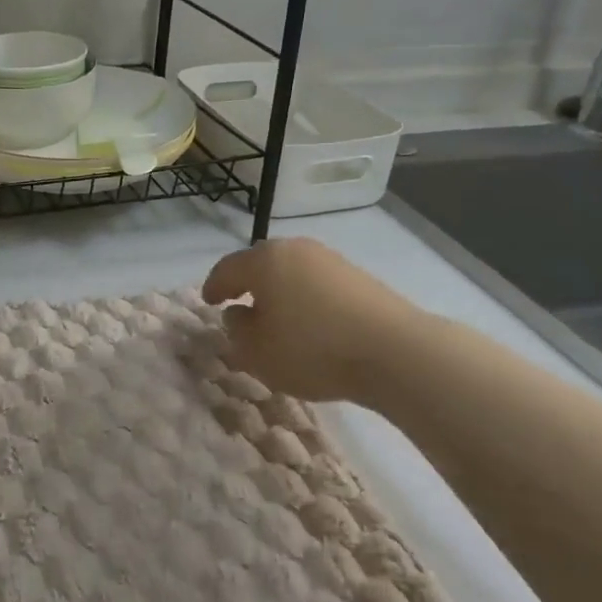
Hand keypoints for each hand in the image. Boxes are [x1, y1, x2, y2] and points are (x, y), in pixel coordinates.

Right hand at [203, 238, 421, 404]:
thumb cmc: (313, 349)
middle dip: (247, 283)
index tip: (208, 302)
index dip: (213, 286)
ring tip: (276, 317)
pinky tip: (310, 322)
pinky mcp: (358, 276)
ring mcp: (330, 259)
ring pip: (291, 271)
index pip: (227, 269)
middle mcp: (295, 249)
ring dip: (279, 290)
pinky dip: (305, 298)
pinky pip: (317, 283)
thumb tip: (238, 314)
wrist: (394, 351)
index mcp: (264, 260)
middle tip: (238, 304)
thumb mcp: (259, 352)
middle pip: (261, 263)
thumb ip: (238, 331)